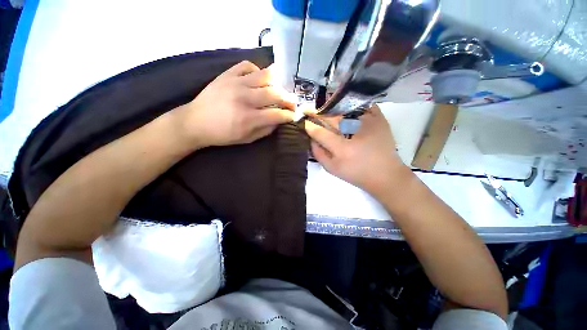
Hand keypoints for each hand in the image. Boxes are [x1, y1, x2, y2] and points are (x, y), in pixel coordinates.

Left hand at [176, 61, 296, 147]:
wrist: (195, 122)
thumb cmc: (223, 134)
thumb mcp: (247, 139)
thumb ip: (266, 130)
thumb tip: (279, 120)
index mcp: (248, 118)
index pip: (277, 114)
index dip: (289, 115)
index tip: (294, 115)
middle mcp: (244, 98)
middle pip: (275, 93)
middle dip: (288, 99)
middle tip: (292, 103)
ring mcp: (235, 83)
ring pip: (265, 75)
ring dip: (277, 83)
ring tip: (279, 90)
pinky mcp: (227, 74)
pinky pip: (247, 65)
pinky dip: (257, 71)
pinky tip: (258, 80)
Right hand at [304, 105, 411, 196]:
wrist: (385, 175)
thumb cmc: (356, 174)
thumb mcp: (332, 169)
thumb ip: (318, 154)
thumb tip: (311, 138)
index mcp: (343, 148)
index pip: (320, 132)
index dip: (310, 126)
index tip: (304, 122)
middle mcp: (355, 132)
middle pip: (331, 118)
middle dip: (318, 114)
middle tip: (310, 112)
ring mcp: (369, 122)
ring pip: (345, 109)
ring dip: (333, 109)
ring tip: (327, 111)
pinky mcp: (380, 119)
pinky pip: (362, 105)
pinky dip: (352, 106)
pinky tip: (346, 110)